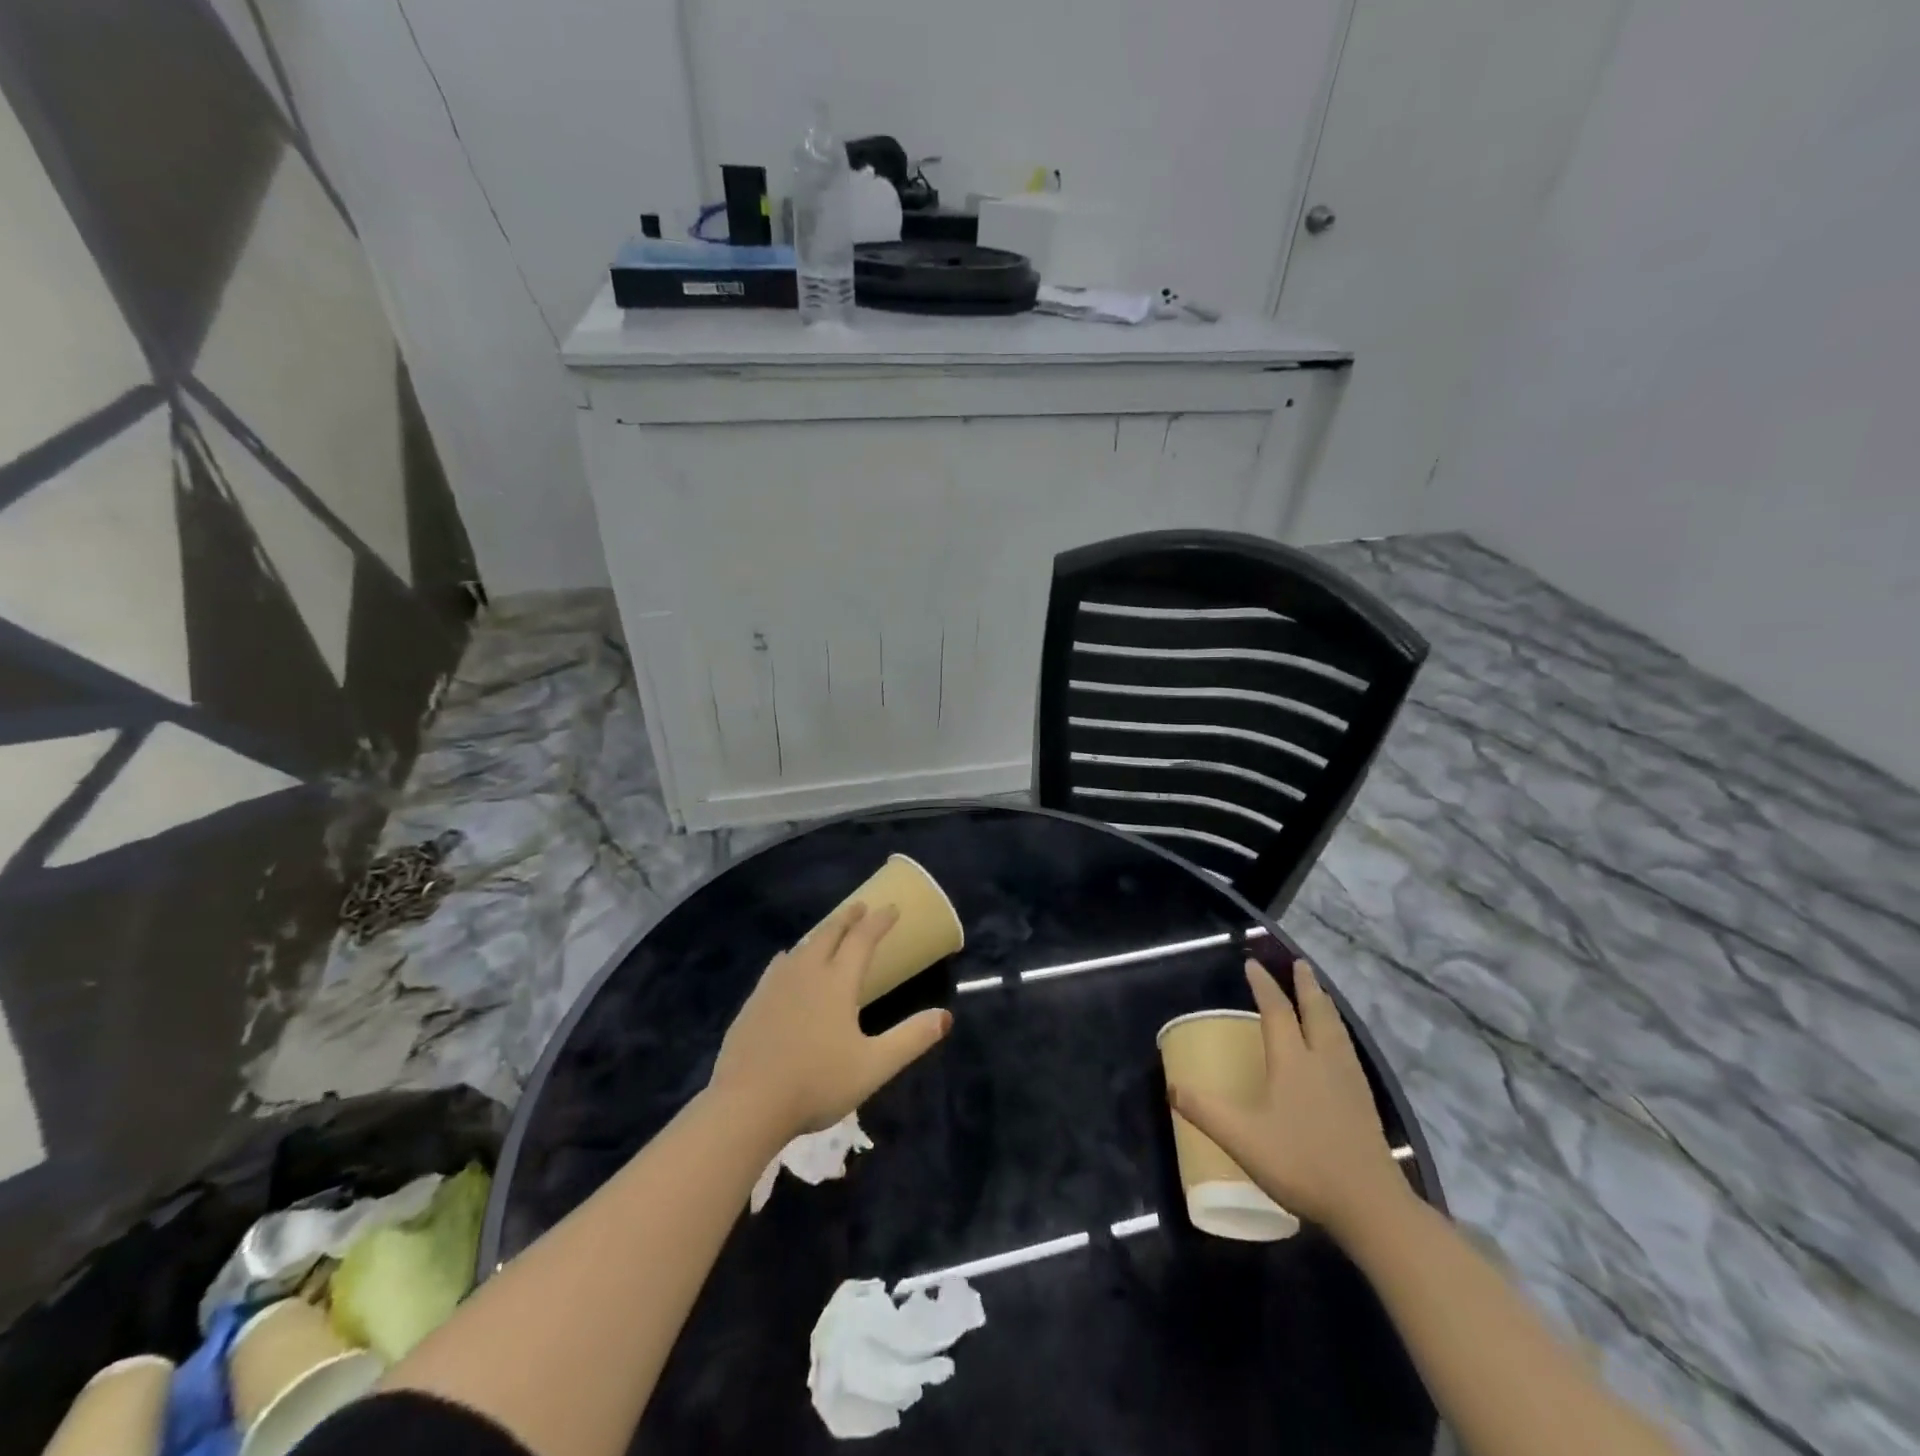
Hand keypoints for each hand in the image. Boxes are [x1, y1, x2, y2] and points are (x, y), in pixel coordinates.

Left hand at [710, 903, 951, 1140]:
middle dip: (848, 917)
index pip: (862, 939)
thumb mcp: (874, 1066)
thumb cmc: (817, 1082)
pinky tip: (786, 962)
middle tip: (860, 906)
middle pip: (829, 933)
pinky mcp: (754, 1002)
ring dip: (820, 933)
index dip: (879, 922)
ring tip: (829, 931)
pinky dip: (792, 955)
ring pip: (802, 946)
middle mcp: (806, 972)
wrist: (747, 1104)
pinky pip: (778, 965)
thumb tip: (946, 1016)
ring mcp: (775, 985)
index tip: (891, 908)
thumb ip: (911, 1039)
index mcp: (837, 982)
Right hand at [1168, 957, 1407, 1240]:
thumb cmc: (1302, 1164)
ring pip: (1336, 1030)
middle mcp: (1323, 1061)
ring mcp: (1349, 1081)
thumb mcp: (1243, 1139)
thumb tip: (1172, 1086)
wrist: (1370, 1205)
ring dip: (1325, 1005)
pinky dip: (1338, 1031)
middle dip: (1306, 985)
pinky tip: (1339, 1046)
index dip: (1264, 986)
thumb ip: (1206, 1111)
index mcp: (1293, 1061)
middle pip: (1316, 1012)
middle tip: (1301, 964)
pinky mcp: (1364, 1102)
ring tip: (1320, 994)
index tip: (1252, 964)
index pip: (1276, 1011)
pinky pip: (1347, 1049)